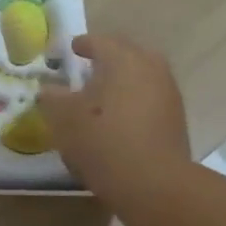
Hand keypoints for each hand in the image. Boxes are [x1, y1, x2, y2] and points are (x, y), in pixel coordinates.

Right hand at [37, 33, 190, 198]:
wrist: (153, 183)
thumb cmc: (102, 141)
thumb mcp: (64, 119)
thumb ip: (53, 98)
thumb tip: (48, 89)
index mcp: (122, 60)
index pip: (100, 41)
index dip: (83, 44)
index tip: (71, 49)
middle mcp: (150, 68)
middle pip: (127, 54)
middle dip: (108, 58)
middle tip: (89, 68)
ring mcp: (168, 93)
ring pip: (142, 76)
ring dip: (122, 80)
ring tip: (102, 95)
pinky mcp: (176, 119)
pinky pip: (150, 98)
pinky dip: (134, 100)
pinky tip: (119, 117)